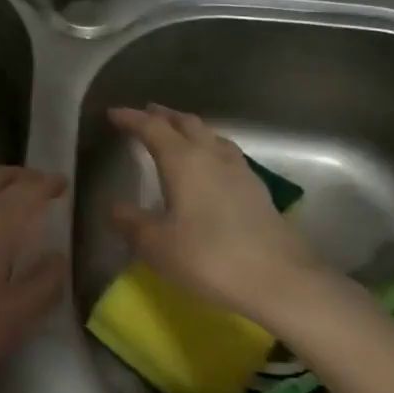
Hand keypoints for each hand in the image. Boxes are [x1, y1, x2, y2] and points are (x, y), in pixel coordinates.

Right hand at [108, 105, 334, 328]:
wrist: (279, 279)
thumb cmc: (208, 258)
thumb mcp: (156, 245)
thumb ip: (131, 222)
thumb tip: (114, 207)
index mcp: (183, 160)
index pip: (152, 128)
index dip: (131, 118)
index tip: (113, 113)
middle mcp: (211, 155)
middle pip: (186, 123)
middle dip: (163, 116)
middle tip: (146, 114)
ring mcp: (239, 170)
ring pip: (210, 135)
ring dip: (189, 129)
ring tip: (177, 133)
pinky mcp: (257, 189)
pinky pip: (226, 153)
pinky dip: (209, 147)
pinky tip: (210, 164)